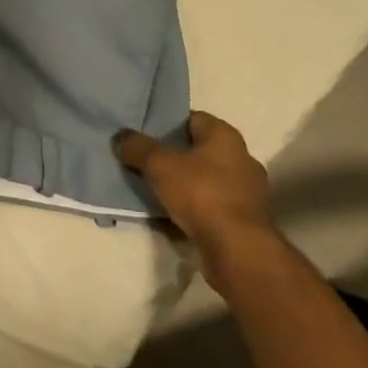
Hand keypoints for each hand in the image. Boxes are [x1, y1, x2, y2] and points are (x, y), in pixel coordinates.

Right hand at [114, 111, 278, 294]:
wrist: (237, 249)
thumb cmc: (201, 194)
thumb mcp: (159, 164)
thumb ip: (137, 147)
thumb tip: (121, 136)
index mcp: (225, 136)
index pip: (192, 118)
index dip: (166, 123)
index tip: (143, 134)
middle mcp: (241, 158)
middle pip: (197, 150)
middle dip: (172, 156)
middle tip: (143, 161)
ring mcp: (246, 191)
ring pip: (203, 179)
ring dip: (182, 184)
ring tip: (152, 190)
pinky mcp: (244, 220)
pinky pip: (210, 205)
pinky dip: (192, 208)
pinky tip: (170, 215)